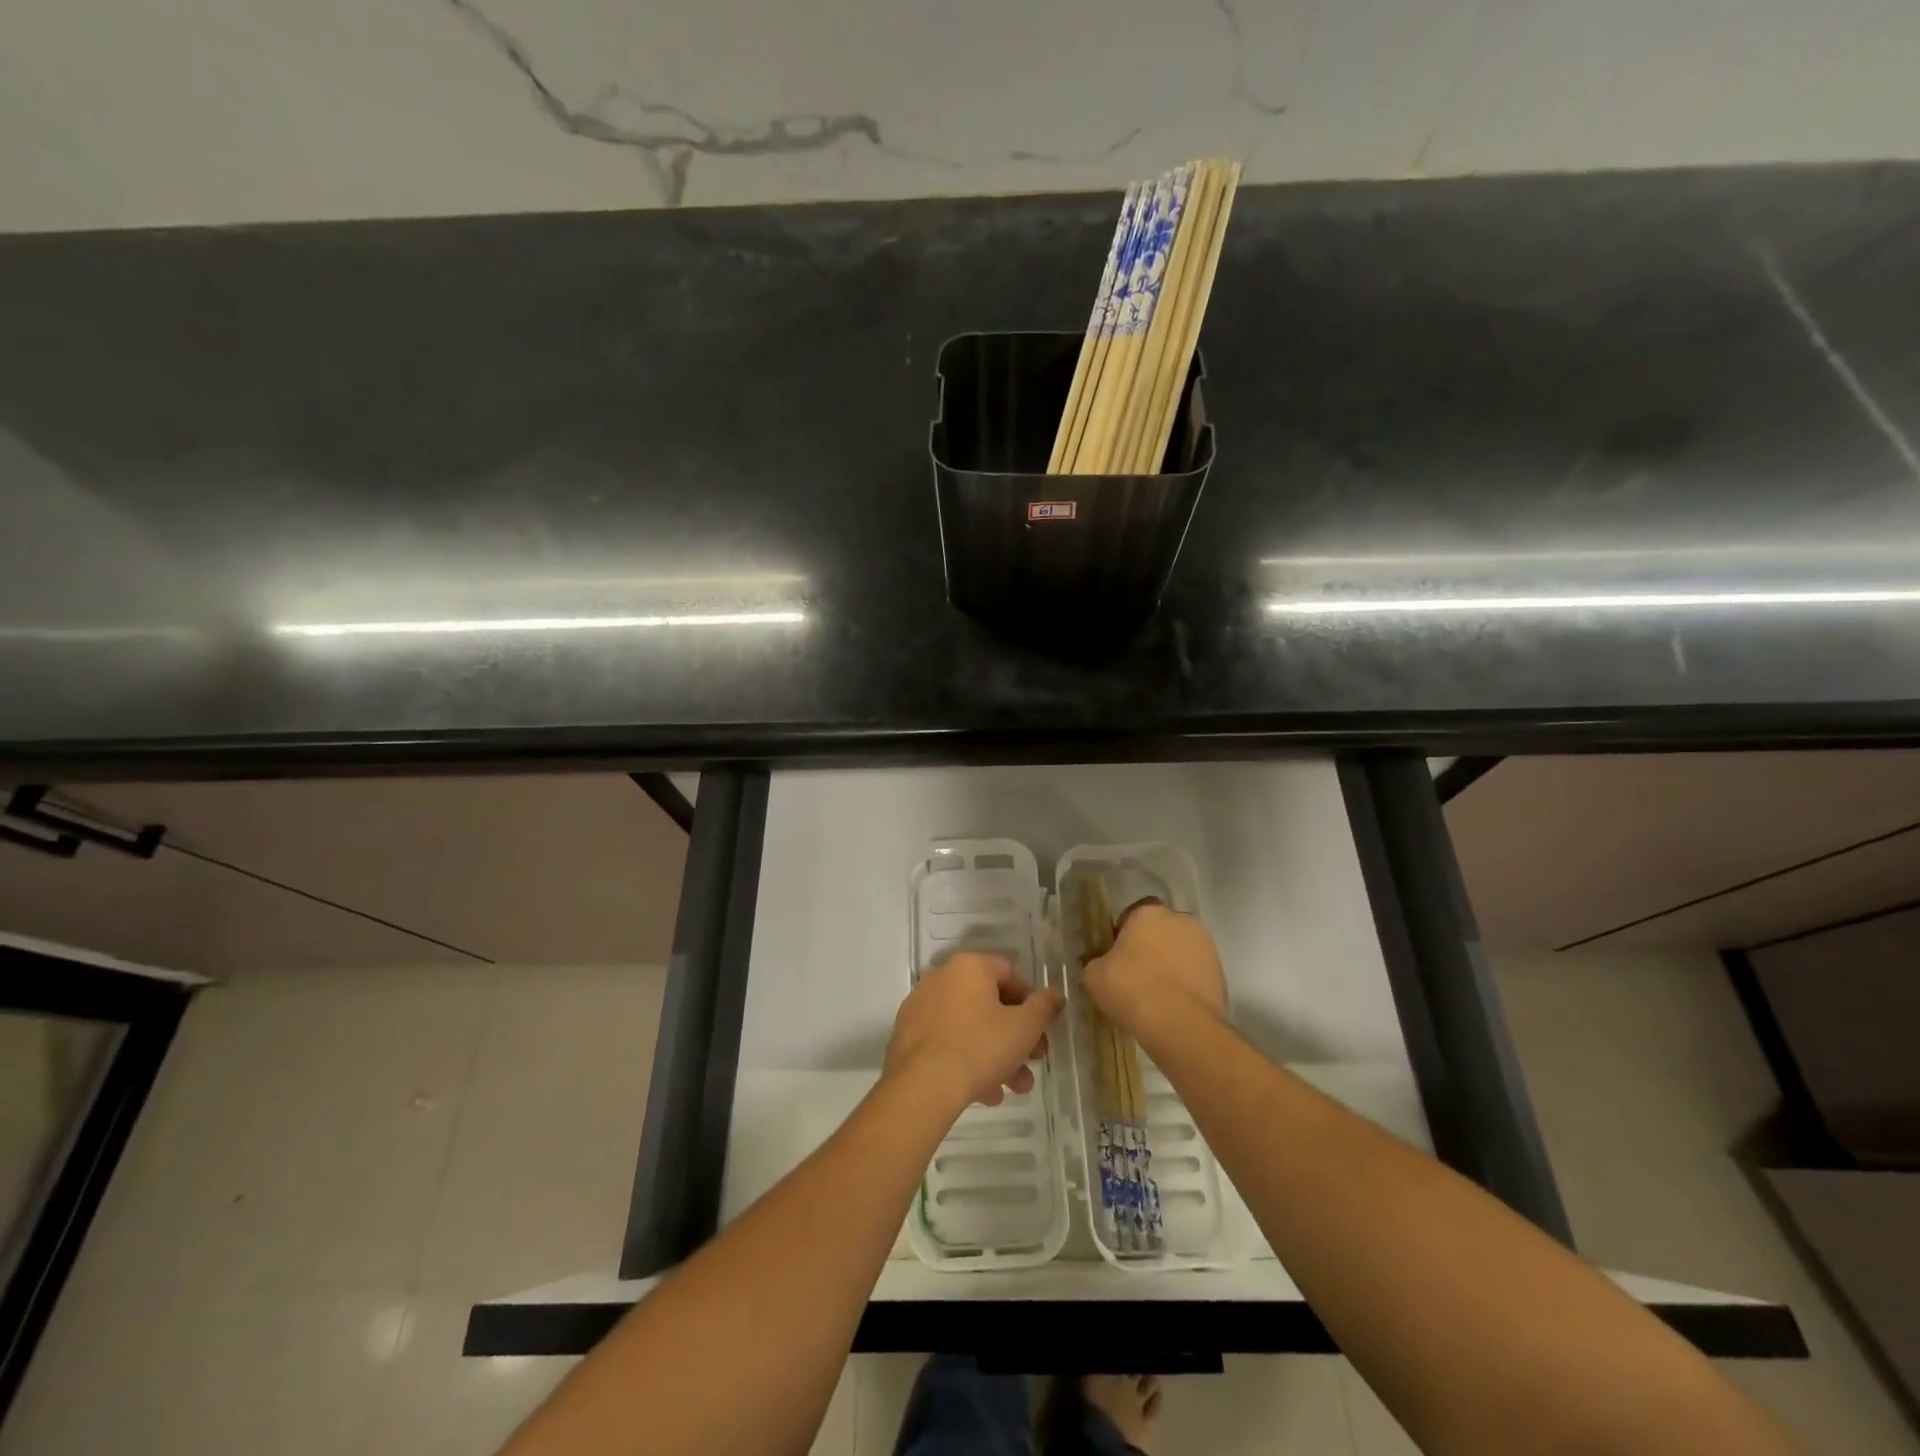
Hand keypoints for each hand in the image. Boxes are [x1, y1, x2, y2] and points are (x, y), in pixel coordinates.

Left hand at [885, 952, 1063, 1111]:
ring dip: (995, 1055)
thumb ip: (1044, 1007)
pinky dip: (966, 1060)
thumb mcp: (1024, 1027)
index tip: (1040, 1032)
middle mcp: (942, 977)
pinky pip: (946, 1042)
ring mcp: (921, 1006)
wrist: (923, 1086)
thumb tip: (1055, 993)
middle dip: (1015, 1036)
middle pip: (988, 1004)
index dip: (1030, 1003)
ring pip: (968, 1027)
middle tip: (1032, 1063)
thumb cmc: (981, 1047)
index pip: (1009, 974)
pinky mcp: (907, 1035)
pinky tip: (984, 1093)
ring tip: (1012, 1088)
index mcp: (969, 967)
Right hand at [1082, 902, 1226, 1034]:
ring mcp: (1206, 946)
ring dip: (1171, 964)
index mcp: (1149, 913)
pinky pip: (1196, 973)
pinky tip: (1174, 1006)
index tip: (1115, 956)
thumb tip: (1098, 965)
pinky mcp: (1221, 974)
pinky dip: (1187, 984)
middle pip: (1161, 930)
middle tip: (1136, 974)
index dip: (1123, 934)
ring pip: (1182, 950)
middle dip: (1151, 946)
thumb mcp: (1093, 976)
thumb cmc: (1130, 989)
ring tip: (1156, 994)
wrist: (1179, 1025)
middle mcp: (1181, 920)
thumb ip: (1094, 963)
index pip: (1133, 914)